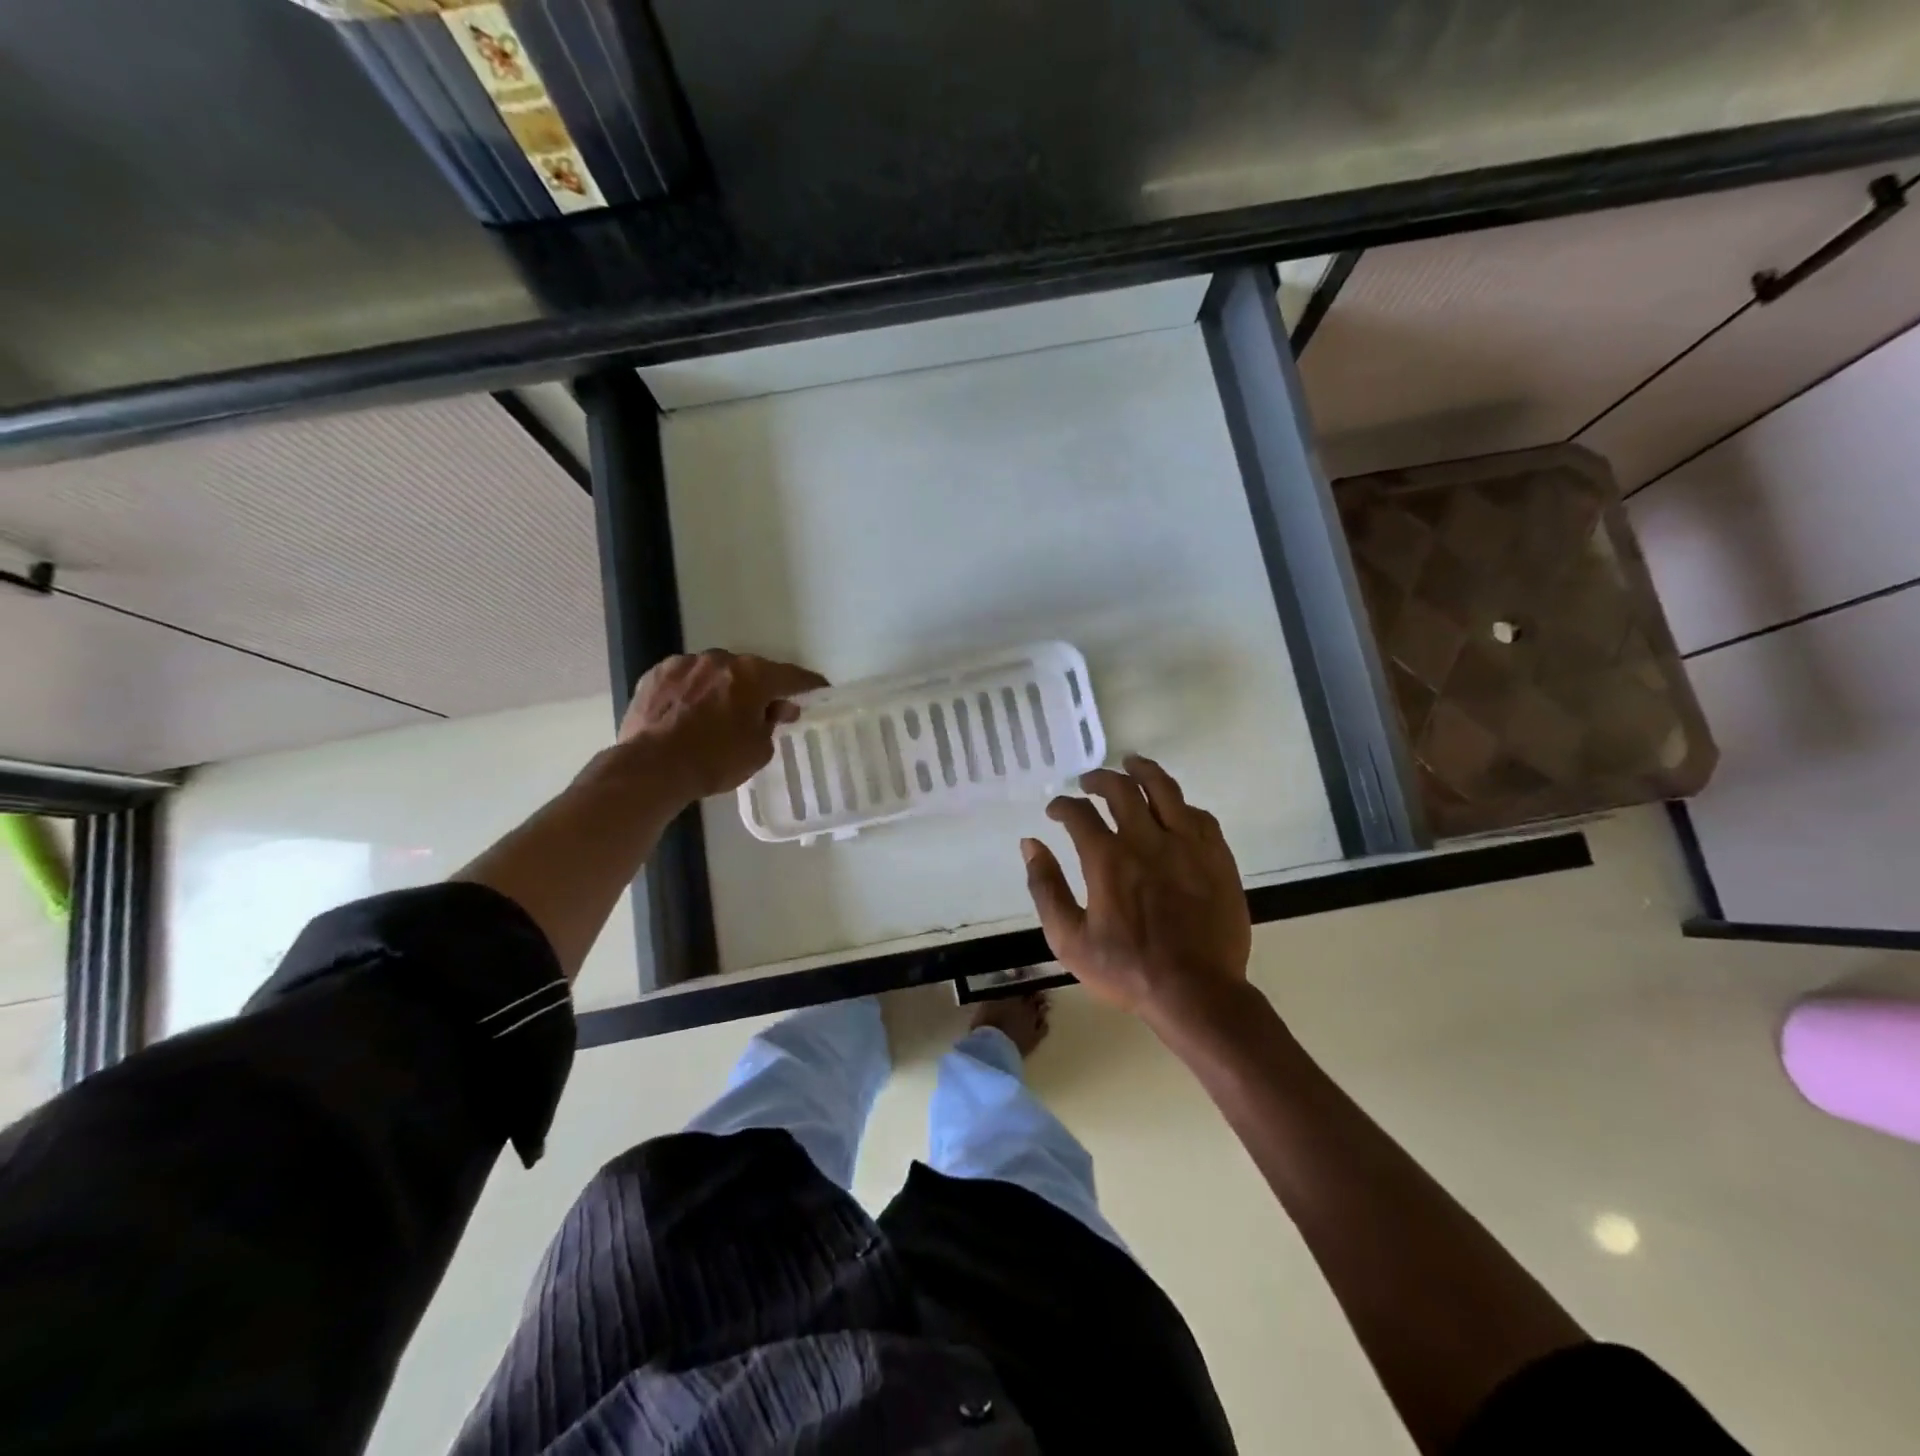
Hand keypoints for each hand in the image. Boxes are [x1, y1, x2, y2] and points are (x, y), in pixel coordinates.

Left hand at [619, 650, 827, 801]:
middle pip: (750, 671)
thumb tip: (776, 709)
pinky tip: (689, 712)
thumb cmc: (714, 760)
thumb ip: (772, 723)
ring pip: (715, 672)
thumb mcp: (758, 750)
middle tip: (764, 711)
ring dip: (723, 687)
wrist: (652, 767)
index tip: (819, 690)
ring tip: (719, 714)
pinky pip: (686, 679)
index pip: (792, 677)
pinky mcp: (656, 674)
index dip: (808, 685)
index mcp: (753, 675)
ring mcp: (686, 663)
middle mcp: (721, 660)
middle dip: (760, 688)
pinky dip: (693, 691)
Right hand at [1022, 755, 1251, 1024]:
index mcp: (1107, 858)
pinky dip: (1180, 805)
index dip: (1063, 806)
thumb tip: (1030, 844)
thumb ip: (1046, 888)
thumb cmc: (1127, 969)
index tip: (1056, 810)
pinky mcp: (1216, 856)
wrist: (1197, 992)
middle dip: (1099, 779)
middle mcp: (1146, 839)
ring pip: (1164, 789)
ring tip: (1132, 763)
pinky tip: (1173, 807)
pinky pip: (1199, 816)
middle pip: (1121, 789)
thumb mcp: (1069, 939)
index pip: (1079, 813)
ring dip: (1143, 771)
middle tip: (1089, 782)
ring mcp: (1186, 844)